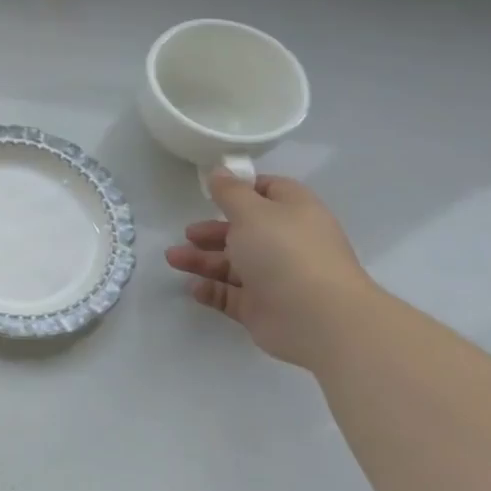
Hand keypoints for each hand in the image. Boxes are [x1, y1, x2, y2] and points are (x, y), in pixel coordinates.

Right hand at [164, 173, 382, 368]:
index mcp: (294, 213)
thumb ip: (230, 192)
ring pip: (233, 264)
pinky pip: (231, 295)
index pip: (270, 191)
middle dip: (212, 231)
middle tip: (188, 234)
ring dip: (202, 260)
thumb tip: (220, 171)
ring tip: (173, 260)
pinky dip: (211, 289)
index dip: (242, 189)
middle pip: (245, 231)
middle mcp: (287, 243)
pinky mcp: (263, 307)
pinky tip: (193, 287)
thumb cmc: (284, 252)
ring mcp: (276, 277)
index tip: (212, 192)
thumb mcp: (252, 211)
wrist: (316, 319)